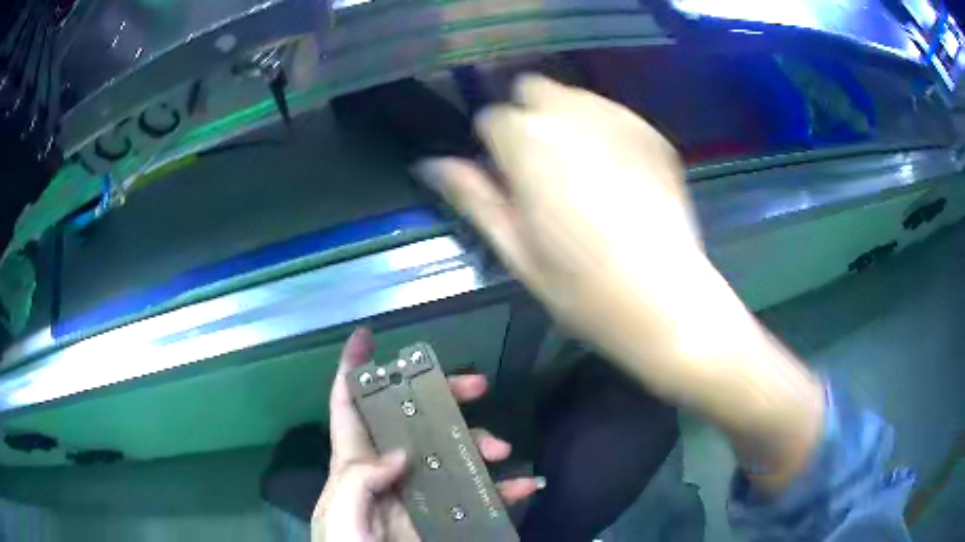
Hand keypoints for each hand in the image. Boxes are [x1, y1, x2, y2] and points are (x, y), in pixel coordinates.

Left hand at [312, 328, 539, 541]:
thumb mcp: (339, 513)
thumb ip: (357, 480)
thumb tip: (401, 453)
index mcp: (354, 464)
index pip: (348, 407)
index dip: (353, 368)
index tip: (367, 337)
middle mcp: (389, 471)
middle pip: (414, 418)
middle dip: (443, 395)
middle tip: (476, 386)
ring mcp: (421, 492)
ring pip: (453, 451)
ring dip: (480, 442)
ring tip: (500, 450)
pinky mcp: (447, 517)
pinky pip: (481, 496)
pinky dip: (504, 488)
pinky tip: (523, 486)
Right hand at [415, 75, 747, 395]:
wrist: (665, 300)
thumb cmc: (580, 288)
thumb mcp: (514, 248)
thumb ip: (473, 196)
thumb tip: (433, 165)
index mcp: (527, 142)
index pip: (491, 118)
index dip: (495, 148)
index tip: (508, 179)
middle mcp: (570, 115)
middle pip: (533, 90)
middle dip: (528, 118)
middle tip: (541, 167)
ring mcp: (618, 120)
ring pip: (575, 98)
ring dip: (566, 121)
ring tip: (582, 172)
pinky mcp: (652, 134)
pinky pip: (614, 115)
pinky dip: (605, 132)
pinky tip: (618, 174)